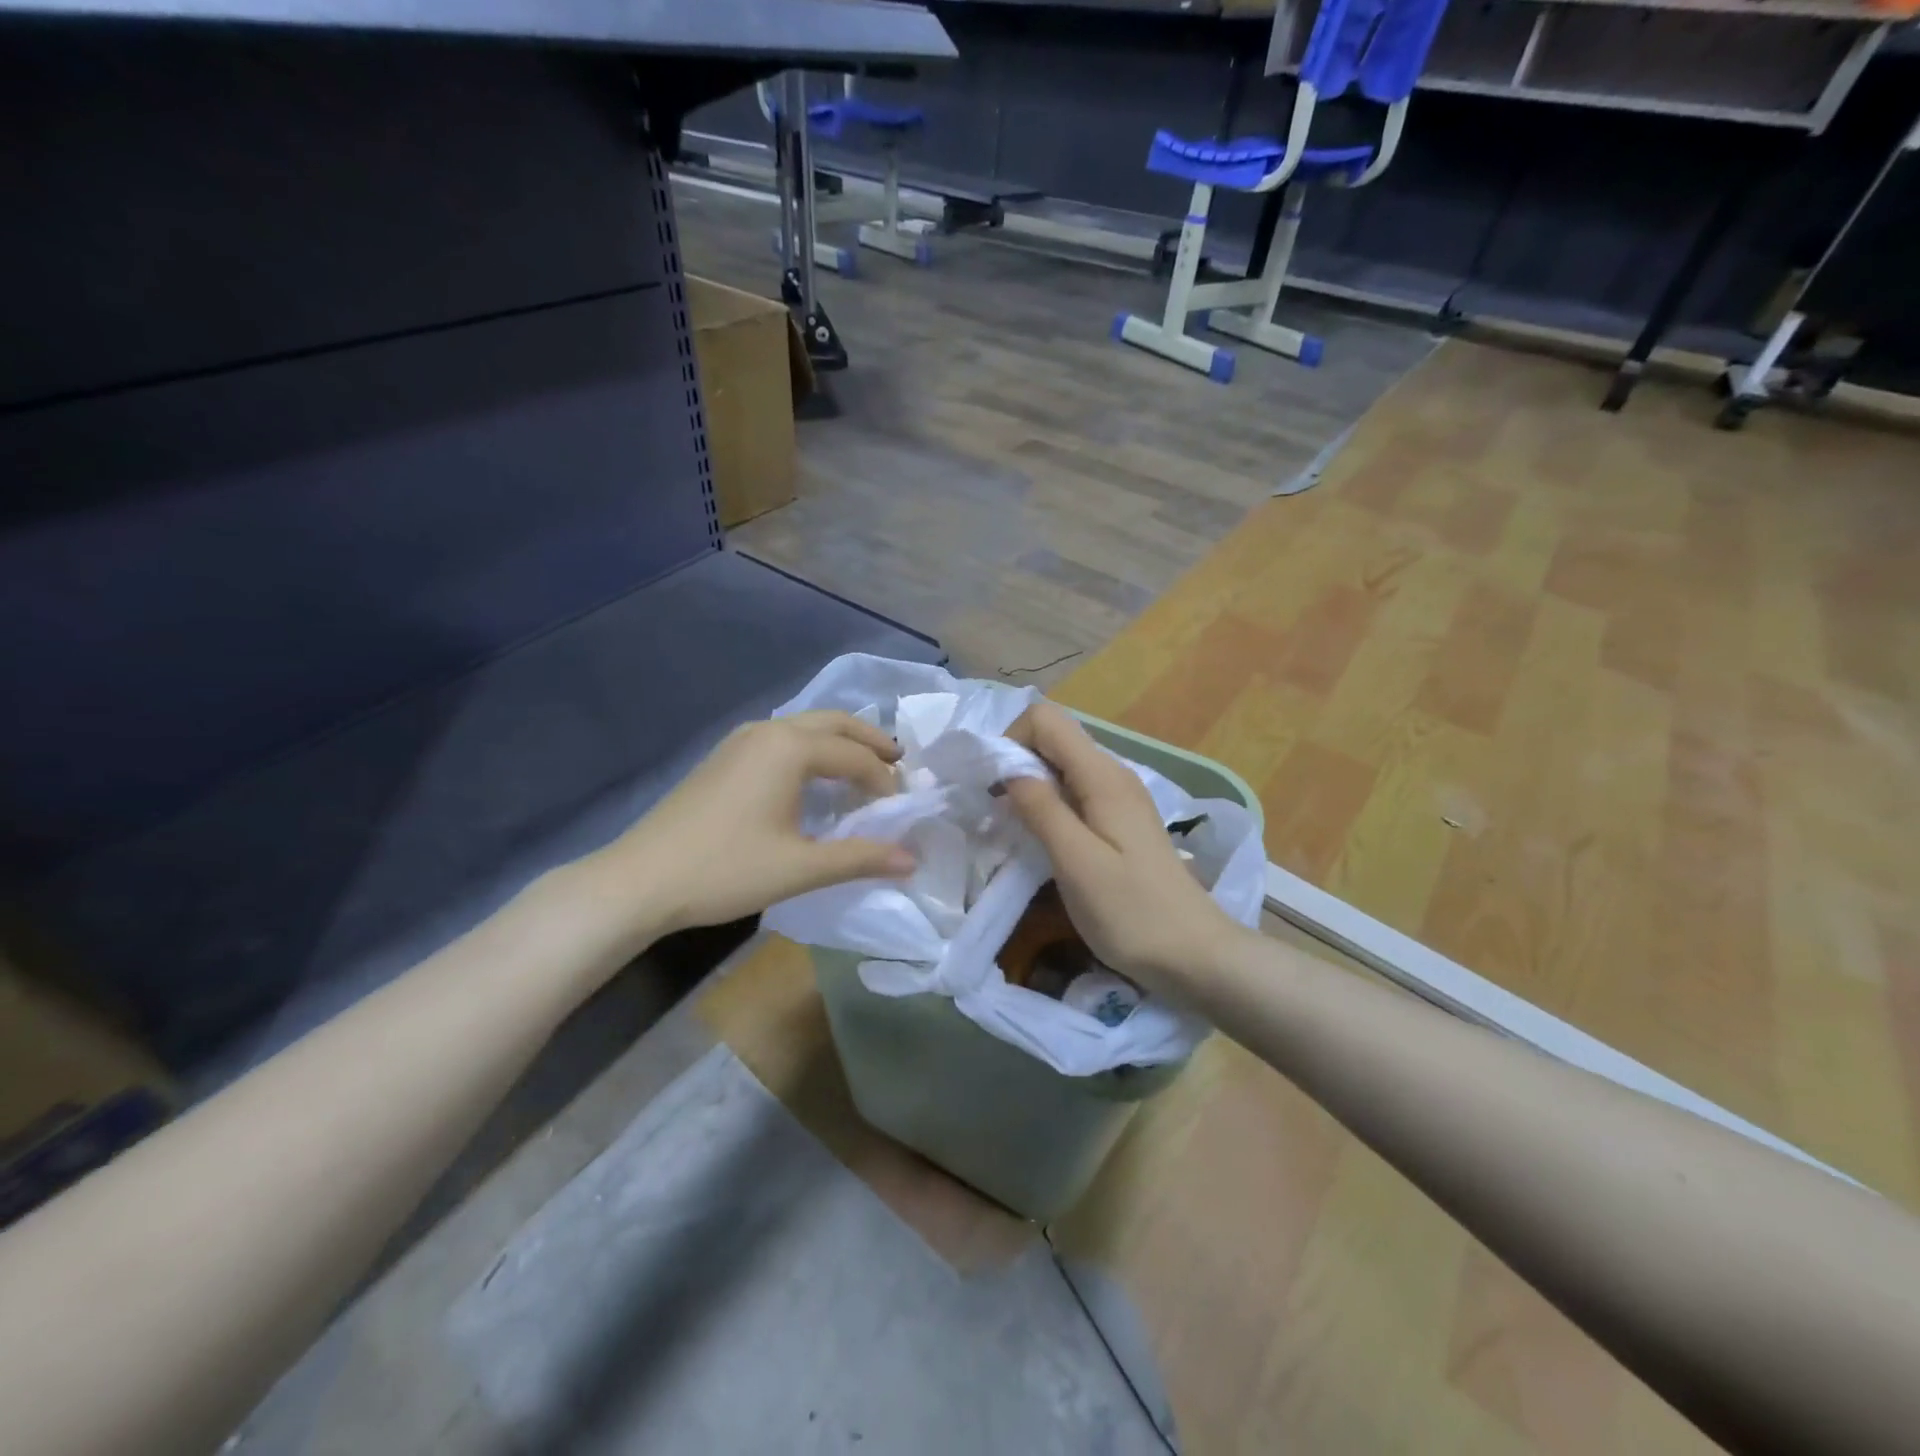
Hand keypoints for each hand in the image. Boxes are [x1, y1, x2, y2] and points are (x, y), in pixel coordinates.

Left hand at [607, 711, 915, 935]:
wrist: (641, 879)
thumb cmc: (726, 869)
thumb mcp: (800, 867)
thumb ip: (860, 858)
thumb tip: (912, 859)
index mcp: (790, 748)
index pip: (855, 756)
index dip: (884, 781)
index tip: (900, 809)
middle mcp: (768, 731)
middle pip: (834, 722)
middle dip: (870, 740)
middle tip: (898, 762)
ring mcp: (741, 740)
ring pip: (805, 726)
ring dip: (839, 741)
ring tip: (862, 768)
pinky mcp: (724, 757)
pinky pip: (782, 738)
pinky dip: (811, 749)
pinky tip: (813, 778)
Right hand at [1005, 701, 1243, 992]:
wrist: (1195, 954)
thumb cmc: (1132, 911)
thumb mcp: (1077, 862)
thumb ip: (1041, 809)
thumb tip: (1008, 769)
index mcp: (1102, 776)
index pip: (1046, 719)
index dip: (1011, 740)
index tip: (991, 786)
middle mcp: (1113, 774)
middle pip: (1054, 738)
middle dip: (1015, 762)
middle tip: (994, 810)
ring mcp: (1120, 798)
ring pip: (1062, 766)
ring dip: (1030, 786)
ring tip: (1012, 827)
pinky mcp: (1121, 822)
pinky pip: (1075, 793)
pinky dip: (1049, 805)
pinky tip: (1043, 840)